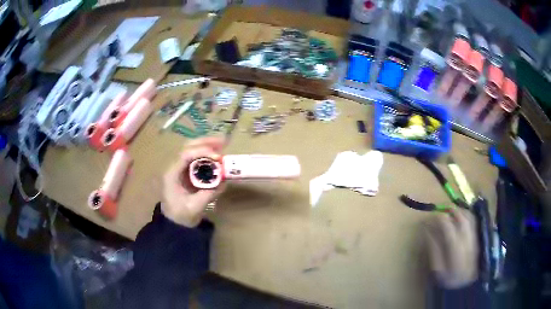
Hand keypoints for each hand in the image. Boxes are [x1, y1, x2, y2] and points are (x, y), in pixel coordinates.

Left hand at [162, 137, 225, 226]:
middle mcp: (174, 167)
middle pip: (188, 147)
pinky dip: (206, 154)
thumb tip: (224, 182)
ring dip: (206, 145)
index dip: (202, 152)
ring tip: (222, 145)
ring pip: (191, 149)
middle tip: (223, 141)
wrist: (173, 223)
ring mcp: (179, 169)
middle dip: (205, 142)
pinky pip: (195, 158)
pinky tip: (216, 155)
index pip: (186, 155)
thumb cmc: (181, 216)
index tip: (218, 157)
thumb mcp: (195, 207)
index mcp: (172, 174)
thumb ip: (208, 194)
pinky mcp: (185, 172)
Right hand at [424, 208, 477, 288]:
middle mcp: (467, 239)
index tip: (430, 218)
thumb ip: (433, 248)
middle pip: (461, 217)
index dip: (438, 218)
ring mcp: (474, 238)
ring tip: (451, 212)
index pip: (448, 226)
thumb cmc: (448, 279)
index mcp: (455, 248)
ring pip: (469, 217)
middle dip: (450, 211)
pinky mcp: (477, 238)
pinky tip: (461, 218)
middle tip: (441, 211)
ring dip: (460, 211)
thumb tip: (427, 230)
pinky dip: (467, 215)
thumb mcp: (437, 268)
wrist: (465, 286)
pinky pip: (474, 221)